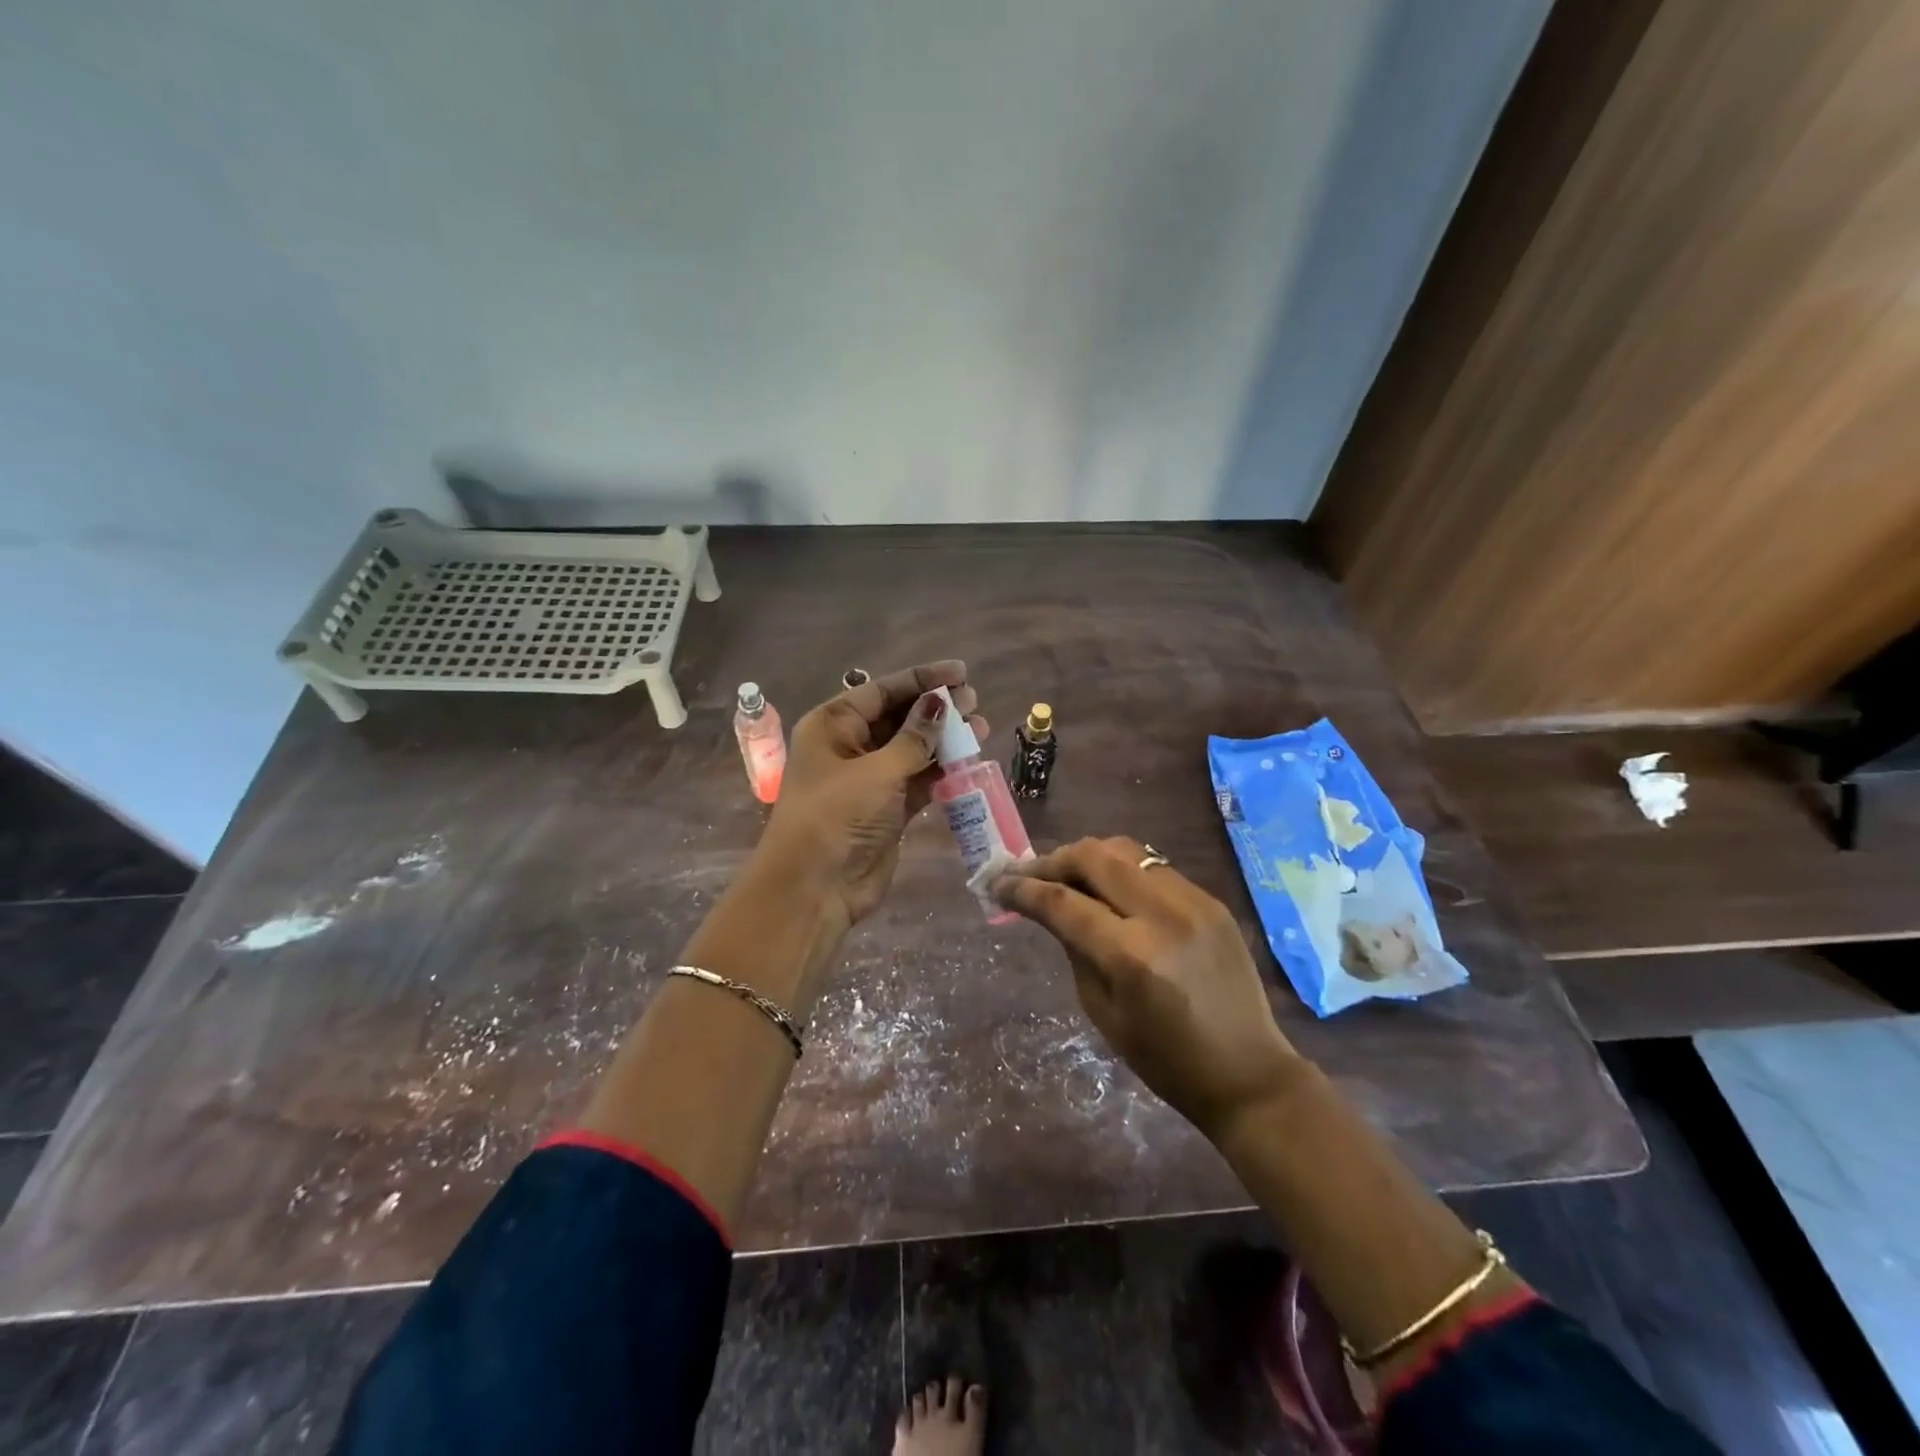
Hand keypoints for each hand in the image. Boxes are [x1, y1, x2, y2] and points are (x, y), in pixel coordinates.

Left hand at [760, 661, 988, 925]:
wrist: (815, 889)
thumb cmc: (837, 816)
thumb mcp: (877, 771)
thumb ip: (914, 737)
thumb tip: (941, 702)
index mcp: (833, 725)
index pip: (881, 690)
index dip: (921, 679)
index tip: (960, 672)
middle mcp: (849, 746)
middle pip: (898, 717)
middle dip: (935, 708)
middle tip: (974, 700)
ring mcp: (870, 779)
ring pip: (912, 748)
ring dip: (944, 739)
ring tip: (979, 726)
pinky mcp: (888, 809)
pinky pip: (918, 779)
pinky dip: (942, 770)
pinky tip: (969, 759)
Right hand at [991, 836, 1299, 1140]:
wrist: (1248, 1073)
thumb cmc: (1165, 1061)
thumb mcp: (1103, 1011)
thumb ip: (1074, 948)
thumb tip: (1048, 907)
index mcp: (1132, 956)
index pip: (1063, 902)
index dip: (1022, 889)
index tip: (997, 884)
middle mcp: (1163, 915)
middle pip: (1093, 856)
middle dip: (1052, 860)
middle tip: (1028, 874)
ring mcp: (1193, 901)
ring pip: (1125, 849)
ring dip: (1086, 857)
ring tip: (1065, 875)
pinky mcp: (1211, 900)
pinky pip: (1153, 867)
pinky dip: (1121, 870)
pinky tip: (1109, 889)